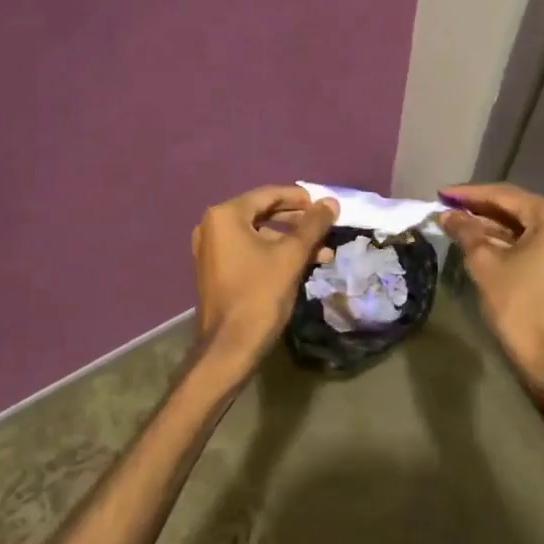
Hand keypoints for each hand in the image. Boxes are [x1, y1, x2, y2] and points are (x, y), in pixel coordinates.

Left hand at [190, 184, 338, 382]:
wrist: (229, 348)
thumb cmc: (259, 294)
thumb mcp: (291, 256)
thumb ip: (312, 225)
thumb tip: (331, 202)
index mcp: (225, 216)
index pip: (267, 194)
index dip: (298, 198)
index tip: (323, 205)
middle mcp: (213, 227)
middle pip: (262, 213)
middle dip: (297, 221)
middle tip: (324, 226)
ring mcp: (212, 250)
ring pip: (259, 235)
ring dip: (290, 241)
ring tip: (322, 252)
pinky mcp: (217, 270)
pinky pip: (249, 251)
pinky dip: (274, 254)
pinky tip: (302, 264)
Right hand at [440, 183, 543, 394]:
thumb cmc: (518, 306)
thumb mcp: (484, 263)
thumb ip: (465, 231)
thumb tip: (445, 214)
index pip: (506, 196)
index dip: (470, 194)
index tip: (442, 194)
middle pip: (519, 208)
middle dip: (482, 209)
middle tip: (449, 206)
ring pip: (528, 226)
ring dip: (495, 225)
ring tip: (459, 222)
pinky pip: (538, 241)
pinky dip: (512, 240)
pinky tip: (483, 239)